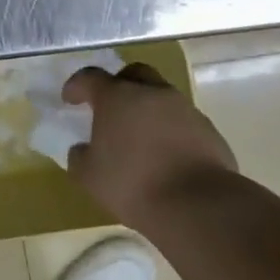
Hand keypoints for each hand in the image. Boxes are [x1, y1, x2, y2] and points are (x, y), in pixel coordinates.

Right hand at [63, 63, 237, 226]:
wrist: (198, 205)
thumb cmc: (133, 183)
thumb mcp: (89, 176)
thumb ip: (80, 157)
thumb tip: (83, 150)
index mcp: (116, 97)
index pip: (90, 77)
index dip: (76, 86)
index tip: (70, 99)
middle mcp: (152, 93)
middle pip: (134, 73)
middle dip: (120, 84)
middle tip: (111, 107)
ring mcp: (185, 110)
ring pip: (162, 97)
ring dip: (148, 109)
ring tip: (140, 137)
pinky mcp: (210, 131)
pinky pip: (183, 121)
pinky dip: (171, 130)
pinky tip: (166, 155)